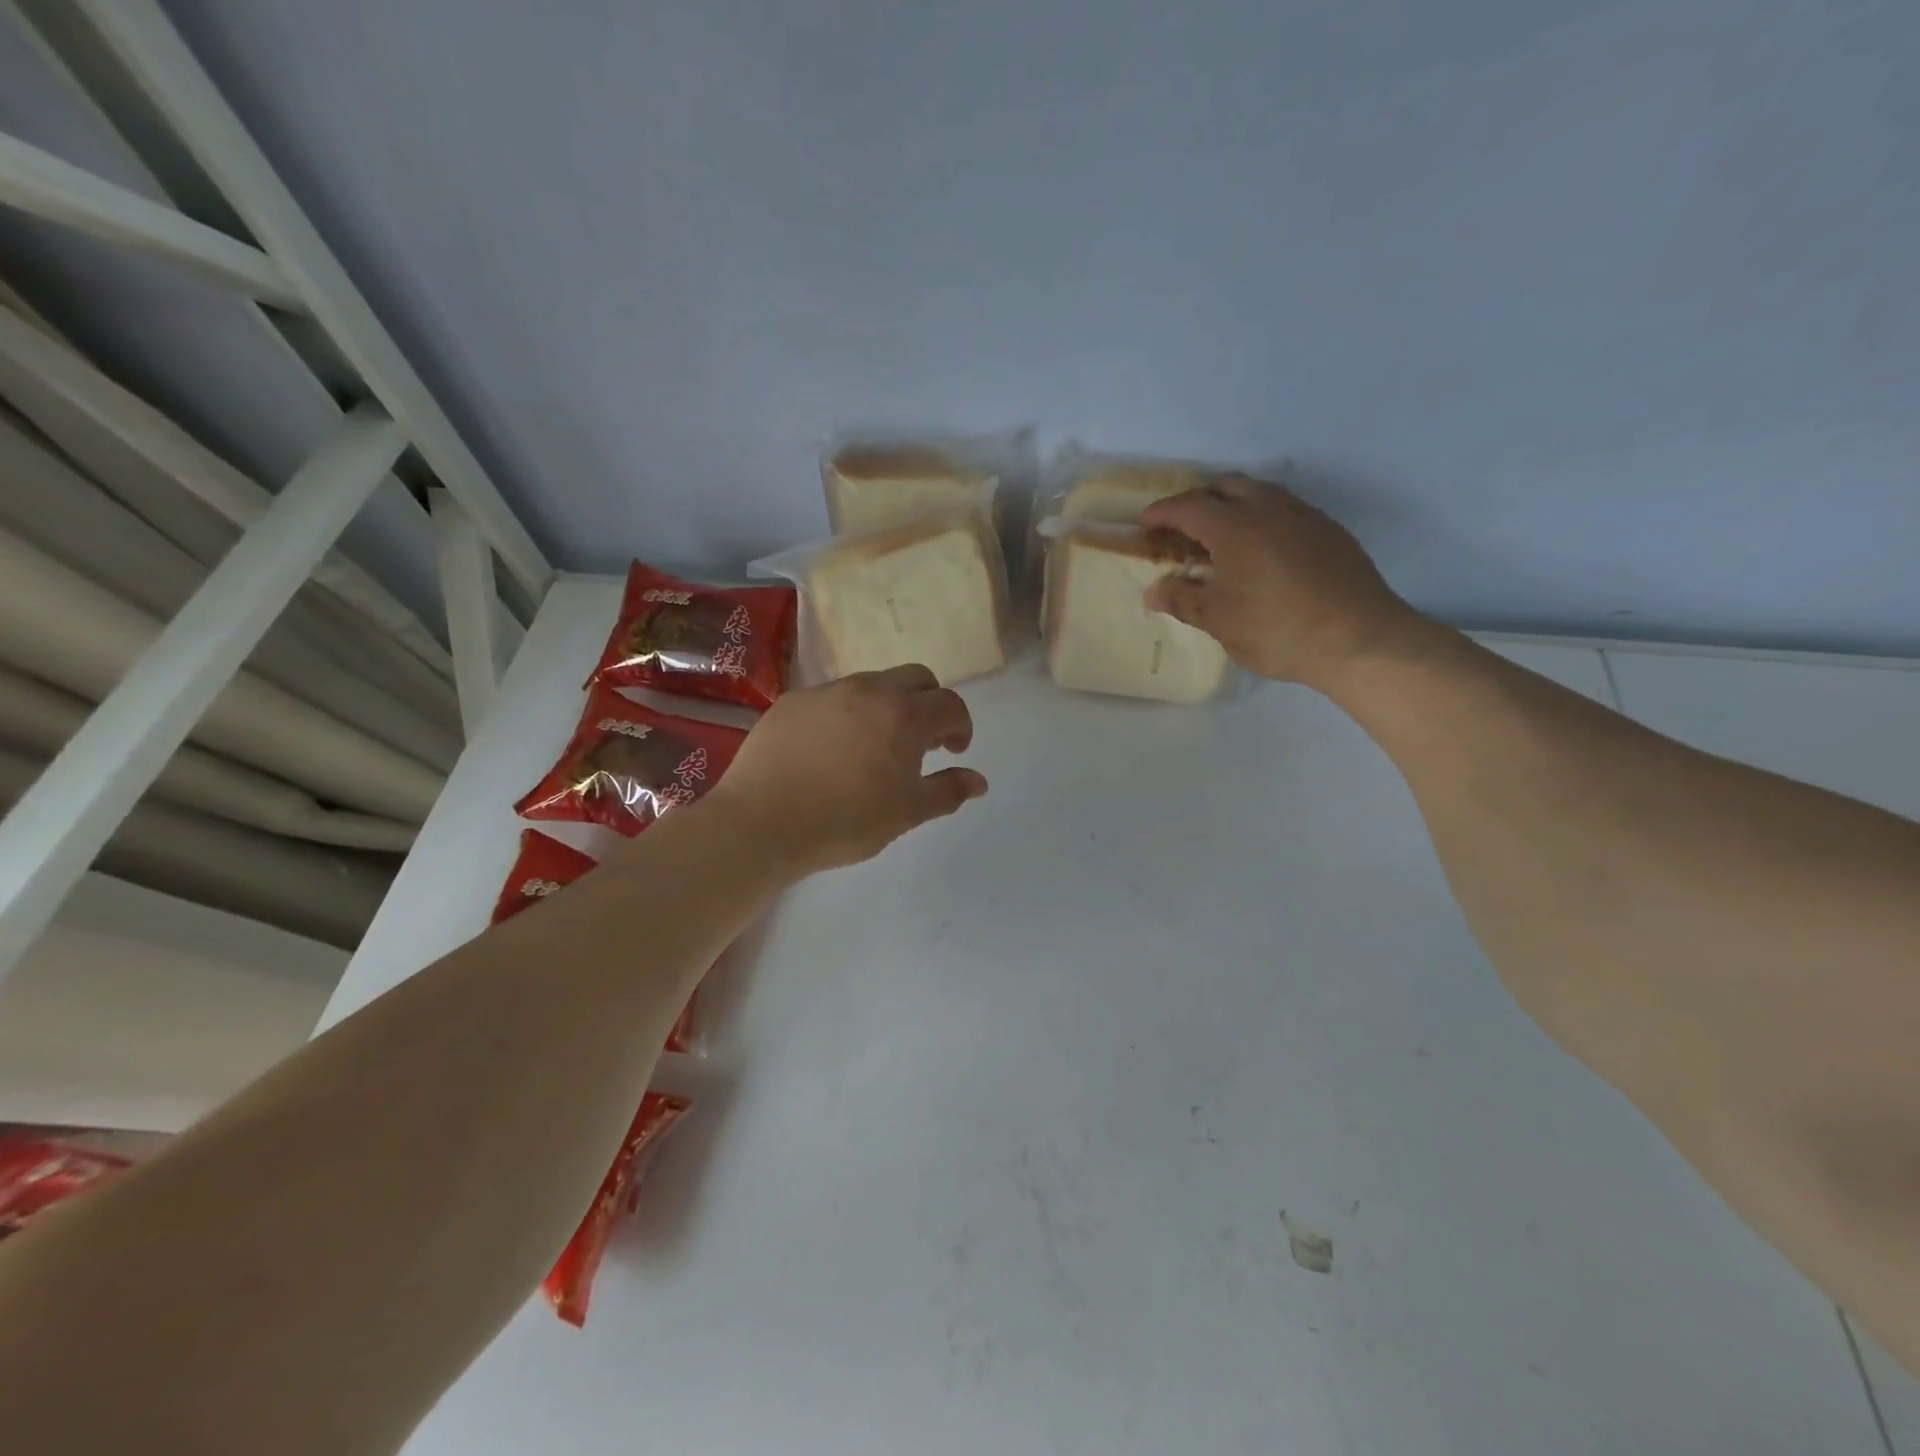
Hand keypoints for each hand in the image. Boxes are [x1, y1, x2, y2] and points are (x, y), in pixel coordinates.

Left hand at [705, 665, 987, 875]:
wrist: (762, 822)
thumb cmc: (844, 822)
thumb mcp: (906, 813)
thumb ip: (947, 791)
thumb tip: (978, 781)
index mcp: (904, 715)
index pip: (949, 703)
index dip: (960, 725)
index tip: (953, 750)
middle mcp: (869, 690)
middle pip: (915, 678)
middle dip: (929, 702)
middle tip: (921, 740)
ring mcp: (826, 692)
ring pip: (871, 683)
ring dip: (887, 705)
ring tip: (874, 744)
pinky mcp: (792, 701)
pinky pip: (832, 697)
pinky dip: (846, 713)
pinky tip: (831, 748)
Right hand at [1140, 476, 1433, 693]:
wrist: (1359, 639)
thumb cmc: (1276, 629)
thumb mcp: (1219, 621)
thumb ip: (1183, 600)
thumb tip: (1154, 591)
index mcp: (1234, 527)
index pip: (1188, 507)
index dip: (1162, 513)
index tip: (1145, 524)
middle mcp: (1269, 509)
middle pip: (1226, 486)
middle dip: (1199, 501)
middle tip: (1184, 529)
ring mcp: (1305, 517)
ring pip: (1262, 493)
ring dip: (1235, 505)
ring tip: (1224, 537)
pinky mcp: (1332, 533)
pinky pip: (1288, 511)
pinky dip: (1265, 519)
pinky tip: (1265, 552)